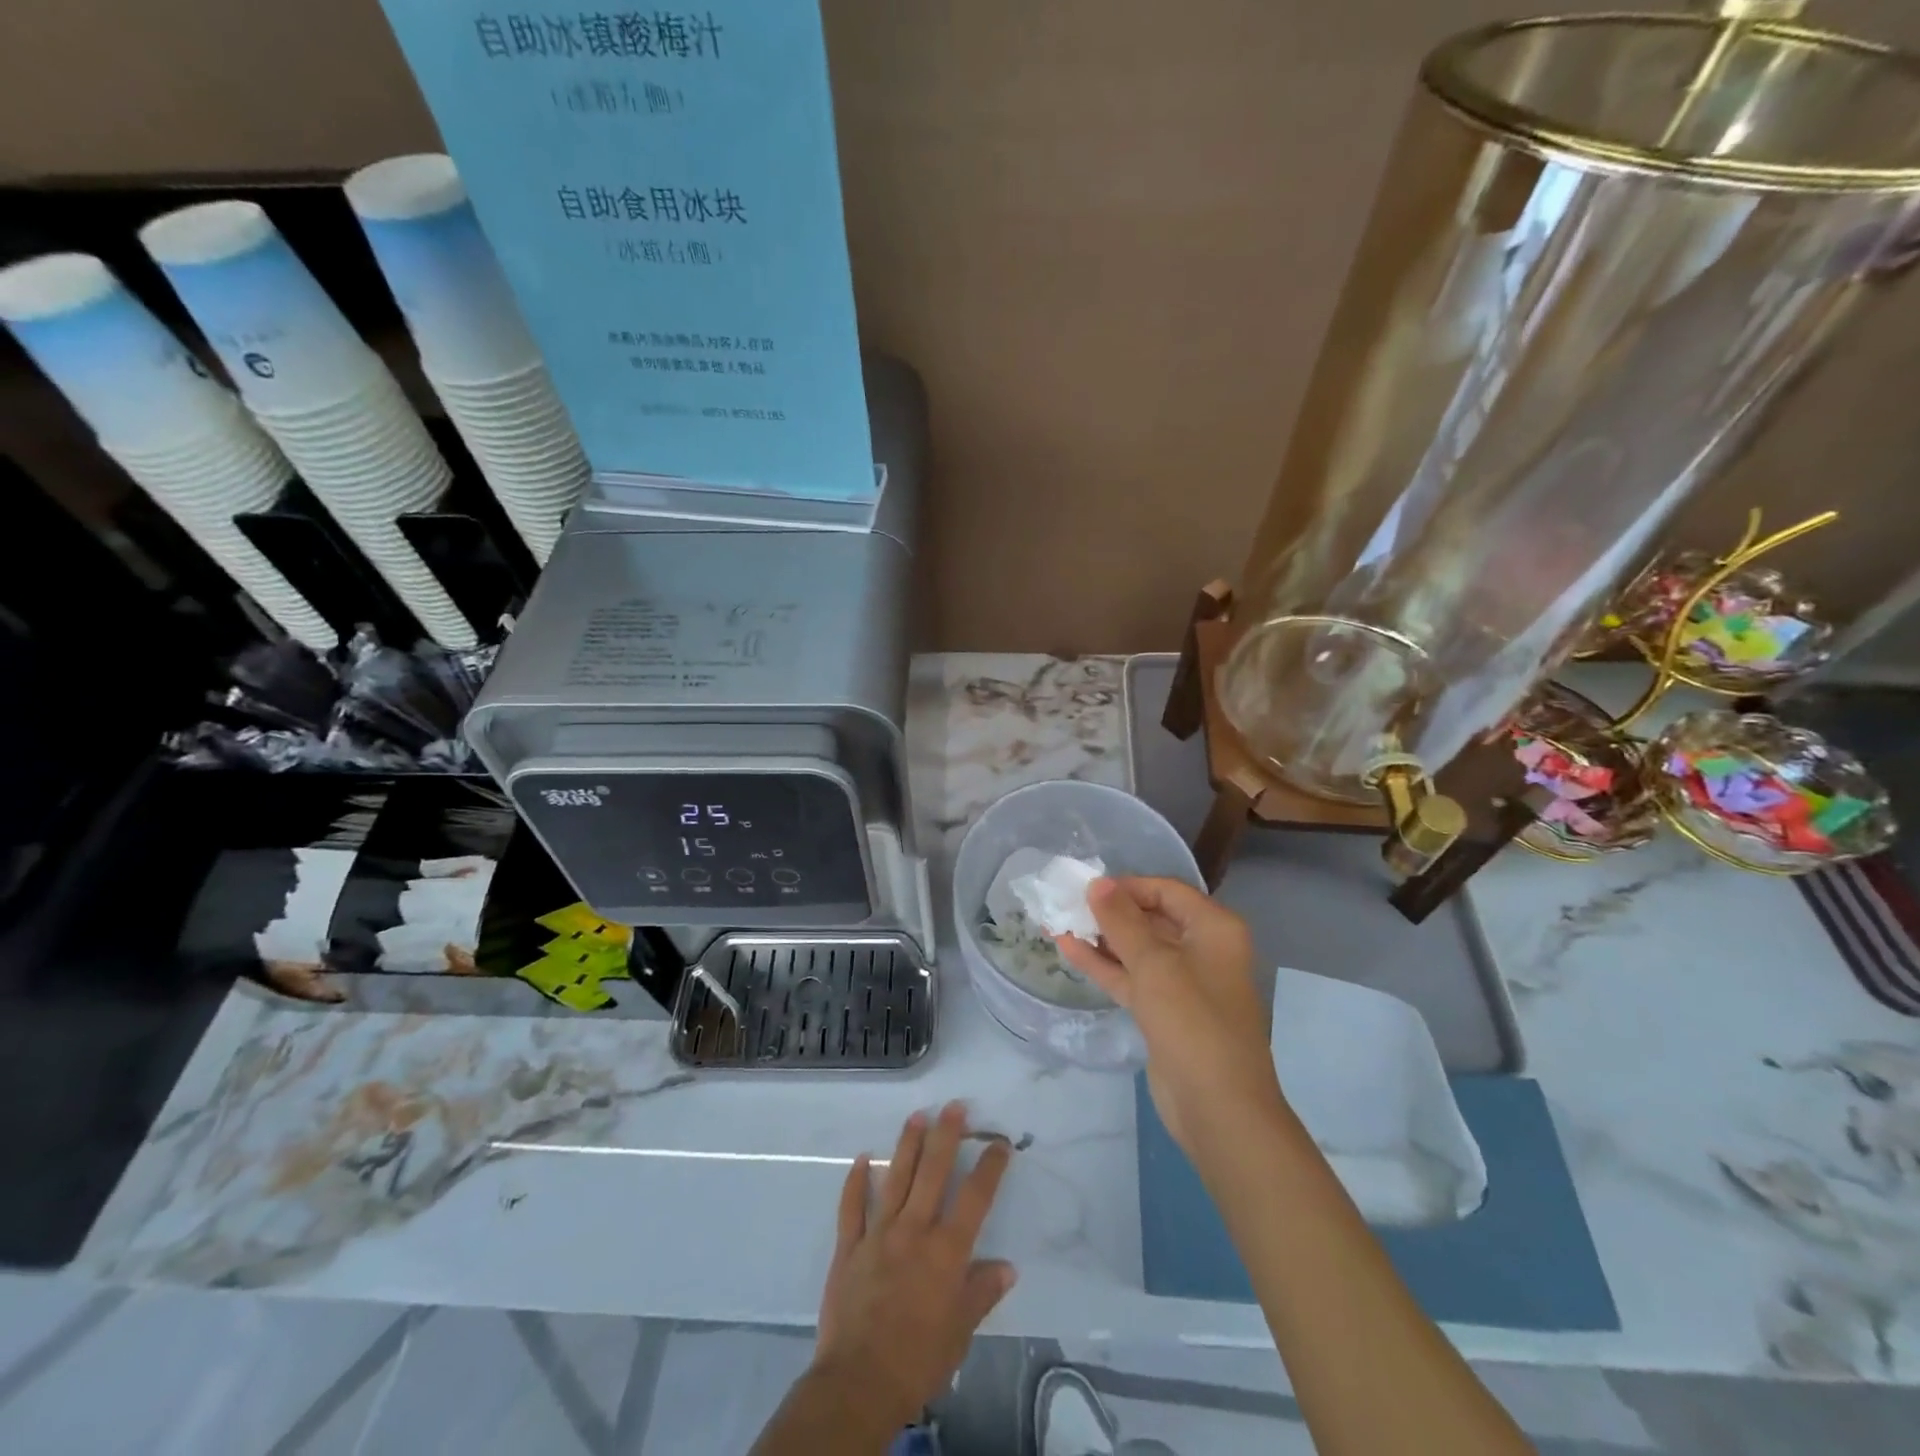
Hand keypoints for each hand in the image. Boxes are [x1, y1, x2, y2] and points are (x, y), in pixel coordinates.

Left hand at [810, 1102, 1016, 1432]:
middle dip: (946, 1136)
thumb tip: (1007, 1267)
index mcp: (946, 1251)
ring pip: (894, 1179)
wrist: (859, 1383)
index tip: (999, 1142)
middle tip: (954, 1106)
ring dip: (907, 1145)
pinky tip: (860, 1159)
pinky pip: (851, 1207)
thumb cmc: (918, 1360)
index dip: (989, 1167)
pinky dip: (855, 1182)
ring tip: (916, 1116)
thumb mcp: (960, 1332)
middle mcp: (913, 1231)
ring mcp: (878, 1234)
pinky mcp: (848, 1247)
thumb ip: (981, 1293)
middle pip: (933, 1173)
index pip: (975, 1198)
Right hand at [1058, 877, 1281, 1155]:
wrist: (1218, 1107)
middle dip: (1110, 911)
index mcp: (1214, 928)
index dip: (1127, 886)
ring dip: (1102, 938)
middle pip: (1151, 918)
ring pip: (1138, 950)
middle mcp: (1203, 949)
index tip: (1087, 888)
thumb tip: (1097, 883)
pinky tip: (1069, 950)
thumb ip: (1122, 921)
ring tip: (1059, 922)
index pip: (1166, 891)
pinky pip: (1132, 978)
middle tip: (1067, 903)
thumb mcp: (1154, 964)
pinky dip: (1104, 965)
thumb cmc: (1192, 1021)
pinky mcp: (1165, 1012)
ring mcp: (1184, 983)